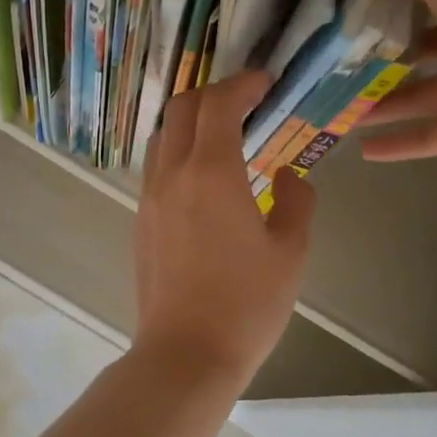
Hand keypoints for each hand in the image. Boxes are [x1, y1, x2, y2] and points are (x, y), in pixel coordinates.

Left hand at [134, 70, 315, 386]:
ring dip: (191, 122)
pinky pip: (156, 167)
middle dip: (213, 94)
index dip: (243, 84)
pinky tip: (204, 177)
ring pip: (162, 136)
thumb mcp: (290, 252)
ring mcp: (149, 198)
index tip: (266, 83)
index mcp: (210, 173)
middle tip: (246, 102)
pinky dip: (179, 152)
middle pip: (182, 109)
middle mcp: (172, 175)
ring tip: (224, 136)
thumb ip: (296, 202)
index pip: (219, 104)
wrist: (185, 353)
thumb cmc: (246, 304)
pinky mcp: (140, 220)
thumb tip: (289, 176)